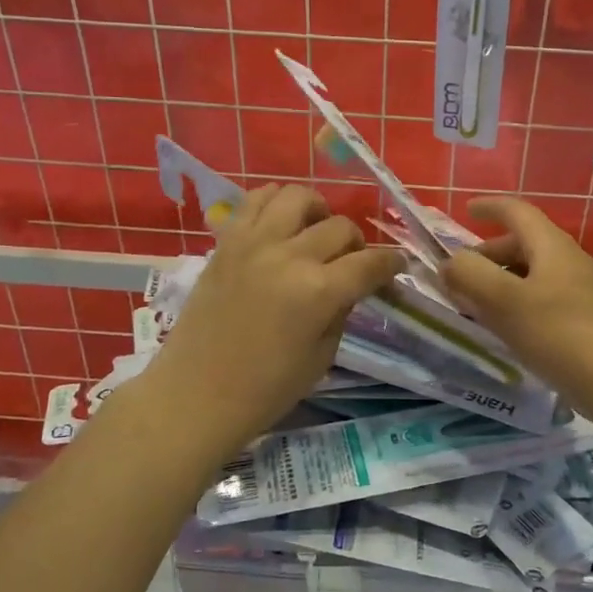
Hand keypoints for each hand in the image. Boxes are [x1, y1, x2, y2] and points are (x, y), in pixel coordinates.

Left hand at [144, 184, 403, 450]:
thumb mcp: (322, 356)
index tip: (395, 266)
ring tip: (315, 230)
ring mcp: (253, 244)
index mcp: (319, 292)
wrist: (196, 394)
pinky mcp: (226, 242)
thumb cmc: (265, 389)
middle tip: (350, 262)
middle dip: (355, 243)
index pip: (370, 263)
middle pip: (339, 227)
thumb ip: (340, 311)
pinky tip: (282, 221)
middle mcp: (290, 257)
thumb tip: (349, 285)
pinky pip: (254, 201)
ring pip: (298, 197)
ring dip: (317, 211)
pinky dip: (275, 201)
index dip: (390, 263)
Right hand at [439, 197, 592, 388]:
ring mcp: (579, 290)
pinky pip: (541, 297)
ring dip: (500, 280)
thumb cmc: (555, 331)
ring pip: (531, 273)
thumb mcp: (502, 300)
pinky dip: (515, 301)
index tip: (466, 209)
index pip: (517, 212)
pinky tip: (504, 327)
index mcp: (551, 245)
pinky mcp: (582, 318)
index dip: (490, 207)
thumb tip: (451, 263)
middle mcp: (568, 260)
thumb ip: (469, 275)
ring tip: (475, 303)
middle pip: (523, 243)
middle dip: (488, 254)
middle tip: (460, 274)